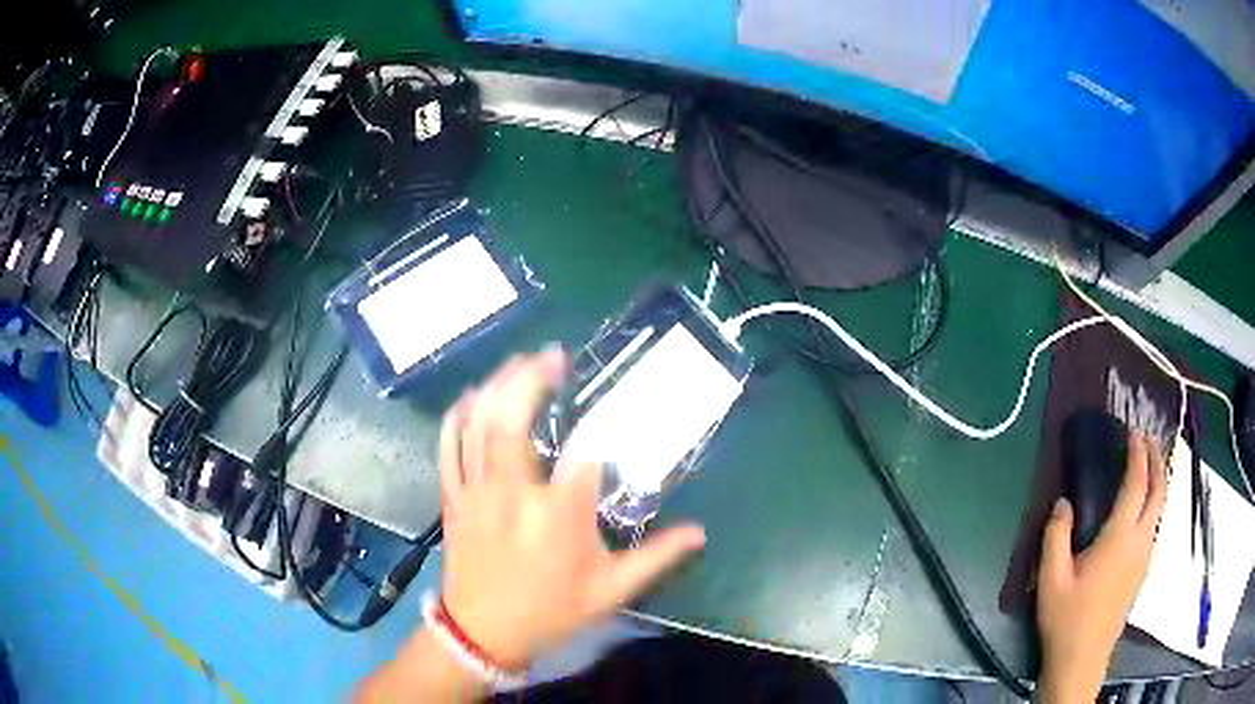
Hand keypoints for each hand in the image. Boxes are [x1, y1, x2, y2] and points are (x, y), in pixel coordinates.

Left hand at [437, 348, 706, 669]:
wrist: (482, 635)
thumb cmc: (550, 612)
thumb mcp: (610, 591)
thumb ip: (656, 557)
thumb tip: (700, 533)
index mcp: (557, 517)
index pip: (584, 456)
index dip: (601, 429)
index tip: (613, 415)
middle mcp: (513, 495)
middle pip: (513, 422)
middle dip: (531, 380)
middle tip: (553, 355)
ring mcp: (476, 492)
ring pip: (478, 426)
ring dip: (498, 387)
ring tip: (519, 362)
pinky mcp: (453, 497)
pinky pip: (448, 447)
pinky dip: (458, 416)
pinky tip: (473, 396)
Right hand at [1036, 432, 1167, 702]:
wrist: (1082, 660)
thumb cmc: (1066, 619)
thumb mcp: (1050, 579)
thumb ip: (1055, 537)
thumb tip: (1063, 503)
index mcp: (1120, 538)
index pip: (1137, 483)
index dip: (1138, 454)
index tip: (1132, 433)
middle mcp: (1140, 541)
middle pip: (1160, 489)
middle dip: (1157, 459)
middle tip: (1146, 441)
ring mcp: (1145, 557)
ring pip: (1161, 507)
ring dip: (1158, 480)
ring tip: (1146, 467)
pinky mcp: (1142, 570)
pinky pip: (1154, 524)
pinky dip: (1153, 502)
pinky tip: (1140, 509)